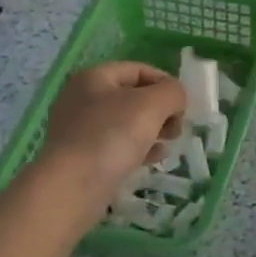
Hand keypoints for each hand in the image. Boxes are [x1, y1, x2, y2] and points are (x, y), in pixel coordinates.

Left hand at [36, 62, 185, 224]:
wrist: (72, 186)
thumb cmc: (112, 135)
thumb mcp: (152, 104)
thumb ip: (172, 92)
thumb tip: (176, 98)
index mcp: (94, 77)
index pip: (138, 70)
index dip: (165, 83)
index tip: (183, 105)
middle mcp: (82, 99)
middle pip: (133, 96)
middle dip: (161, 110)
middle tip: (177, 128)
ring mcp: (79, 129)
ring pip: (126, 122)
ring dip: (152, 130)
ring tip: (168, 144)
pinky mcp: (82, 156)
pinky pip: (117, 145)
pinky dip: (138, 148)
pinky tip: (153, 159)